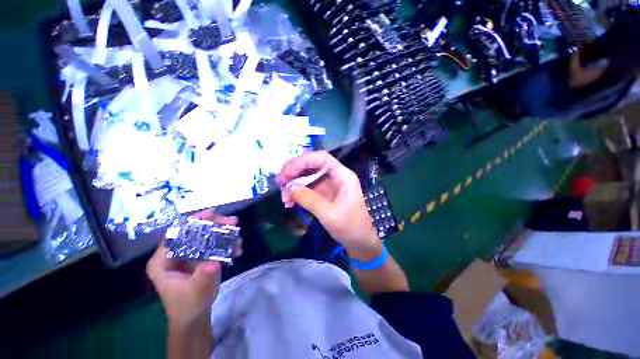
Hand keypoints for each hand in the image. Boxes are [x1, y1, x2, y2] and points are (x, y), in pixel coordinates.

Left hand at [146, 209, 241, 329]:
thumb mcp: (195, 291)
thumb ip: (203, 276)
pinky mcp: (202, 256)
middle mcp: (176, 253)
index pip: (175, 233)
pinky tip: (237, 248)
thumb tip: (213, 262)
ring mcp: (190, 254)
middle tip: (232, 223)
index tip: (212, 214)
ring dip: (225, 233)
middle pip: (194, 231)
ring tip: (238, 238)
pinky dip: (228, 243)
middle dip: (215, 224)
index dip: (193, 221)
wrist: (195, 316)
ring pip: (207, 235)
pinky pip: (215, 243)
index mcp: (163, 260)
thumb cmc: (189, 305)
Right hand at [277, 151, 380, 259]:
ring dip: (293, 184)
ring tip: (284, 199)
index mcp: (342, 176)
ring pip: (306, 176)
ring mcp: (328, 184)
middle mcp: (334, 176)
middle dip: (294, 172)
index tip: (288, 172)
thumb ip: (310, 200)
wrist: (359, 241)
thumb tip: (290, 187)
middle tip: (280, 183)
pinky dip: (296, 193)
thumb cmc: (351, 227)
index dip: (303, 161)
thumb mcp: (330, 215)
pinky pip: (306, 188)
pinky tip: (289, 203)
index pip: (322, 158)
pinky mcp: (322, 193)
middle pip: (311, 165)